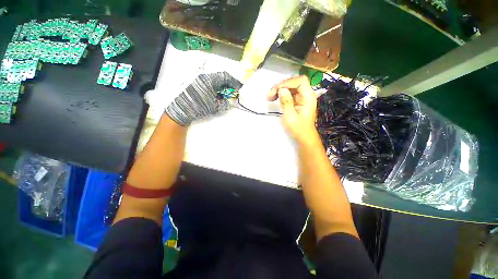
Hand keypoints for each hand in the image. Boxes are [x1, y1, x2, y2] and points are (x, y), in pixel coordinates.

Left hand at [165, 72, 242, 125]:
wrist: (181, 110)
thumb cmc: (199, 106)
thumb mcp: (215, 106)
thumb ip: (224, 103)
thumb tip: (229, 102)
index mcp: (209, 79)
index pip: (225, 76)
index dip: (234, 82)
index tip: (239, 88)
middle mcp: (203, 76)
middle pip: (219, 77)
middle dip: (228, 84)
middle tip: (232, 92)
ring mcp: (198, 80)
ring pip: (213, 80)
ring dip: (221, 87)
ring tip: (224, 95)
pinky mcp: (194, 84)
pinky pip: (208, 83)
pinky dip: (214, 88)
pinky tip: (215, 95)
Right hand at [267, 75, 317, 143]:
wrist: (304, 136)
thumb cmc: (298, 129)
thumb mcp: (290, 117)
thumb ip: (286, 102)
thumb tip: (281, 89)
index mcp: (308, 98)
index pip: (300, 81)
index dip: (288, 82)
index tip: (276, 90)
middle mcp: (306, 95)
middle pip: (294, 82)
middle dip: (281, 86)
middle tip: (270, 94)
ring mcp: (302, 97)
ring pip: (290, 86)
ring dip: (279, 89)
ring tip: (269, 97)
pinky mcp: (297, 100)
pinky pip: (288, 92)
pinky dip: (281, 93)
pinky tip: (274, 98)